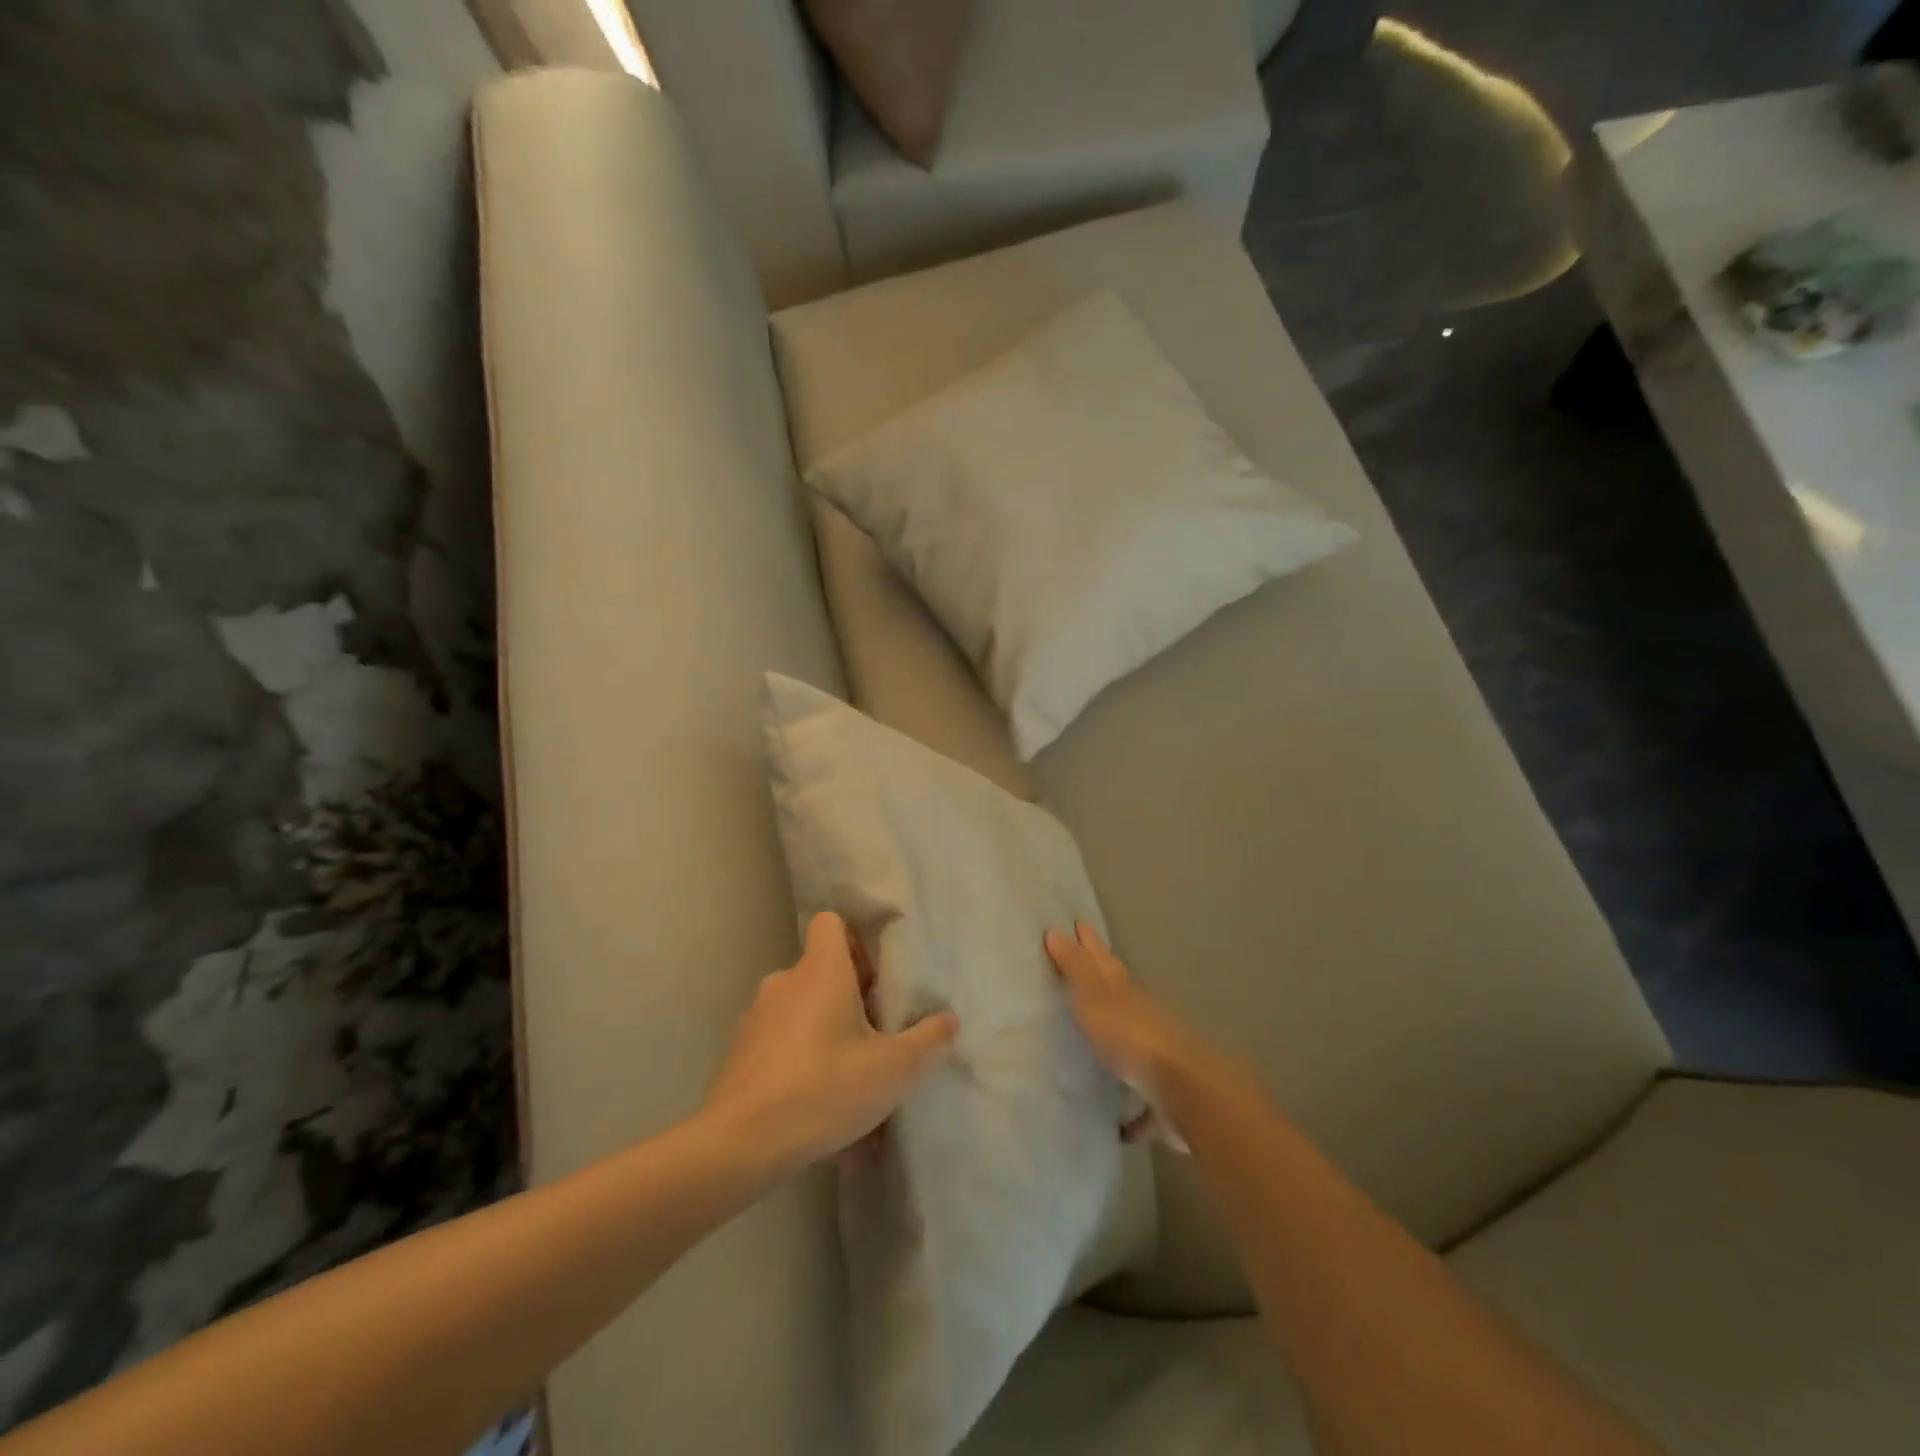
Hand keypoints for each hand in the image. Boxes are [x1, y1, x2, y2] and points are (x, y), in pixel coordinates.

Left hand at [707, 911, 958, 1169]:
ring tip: (851, 1090)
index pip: (831, 922)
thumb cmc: (825, 1088)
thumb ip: (928, 1041)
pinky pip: (782, 1050)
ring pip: (802, 1016)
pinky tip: (822, 1119)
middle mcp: (784, 983)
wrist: (741, 1143)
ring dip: (828, 1041)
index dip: (855, 943)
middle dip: (849, 1002)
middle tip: (874, 1041)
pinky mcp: (740, 1055)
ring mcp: (756, 1018)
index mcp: (821, 971)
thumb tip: (949, 1020)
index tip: (874, 981)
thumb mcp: (894, 1069)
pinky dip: (803, 1071)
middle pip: (821, 973)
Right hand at [1044, 920, 1226, 1151]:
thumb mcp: (1095, 998)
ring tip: (1103, 1047)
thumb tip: (1056, 931)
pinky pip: (1144, 1105)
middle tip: (1089, 972)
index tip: (1079, 924)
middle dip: (1106, 984)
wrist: (1185, 1093)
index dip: (1090, 944)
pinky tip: (1122, 1128)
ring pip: (1137, 1046)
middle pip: (1123, 997)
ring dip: (1122, 1044)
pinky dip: (1136, 1113)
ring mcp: (1160, 1061)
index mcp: (1127, 995)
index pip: (1103, 961)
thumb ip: (1076, 969)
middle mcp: (1146, 1021)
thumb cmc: (1132, 1039)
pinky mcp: (1165, 1102)